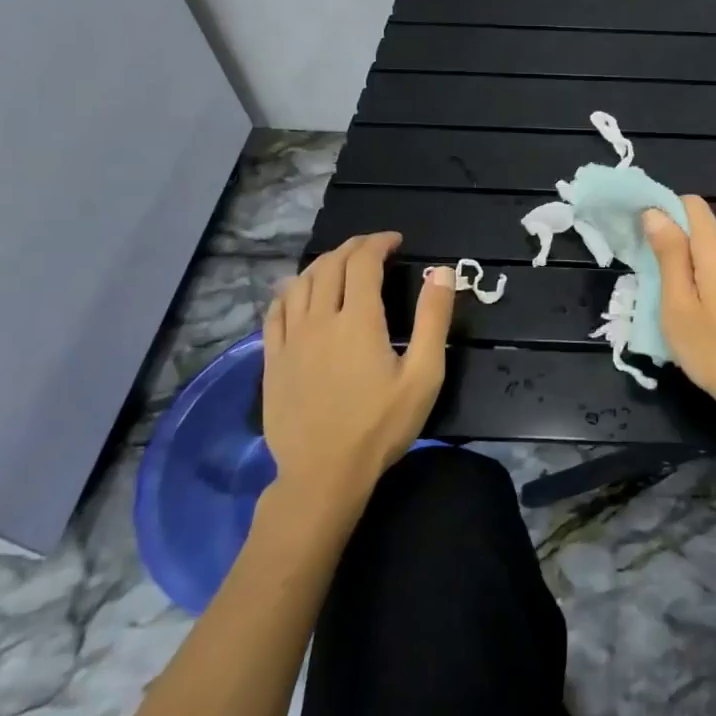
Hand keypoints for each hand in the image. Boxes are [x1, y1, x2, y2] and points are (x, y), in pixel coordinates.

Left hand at [259, 233, 455, 507]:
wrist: (324, 474)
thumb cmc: (381, 425)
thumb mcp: (424, 374)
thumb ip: (433, 319)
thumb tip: (443, 271)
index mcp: (358, 320)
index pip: (363, 262)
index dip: (379, 243)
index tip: (396, 241)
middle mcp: (319, 319)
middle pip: (330, 266)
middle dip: (353, 247)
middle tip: (373, 247)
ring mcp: (290, 339)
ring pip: (300, 283)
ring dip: (322, 264)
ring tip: (341, 264)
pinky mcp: (272, 360)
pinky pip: (276, 310)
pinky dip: (290, 290)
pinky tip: (299, 291)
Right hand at [643, 197, 715, 428]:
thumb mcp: (679, 307)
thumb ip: (668, 256)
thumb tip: (655, 213)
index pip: (691, 205)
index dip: (663, 212)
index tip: (641, 239)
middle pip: (701, 230)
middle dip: (673, 246)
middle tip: (650, 282)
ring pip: (713, 254)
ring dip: (689, 268)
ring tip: (672, 305)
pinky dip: (707, 282)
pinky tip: (700, 316)